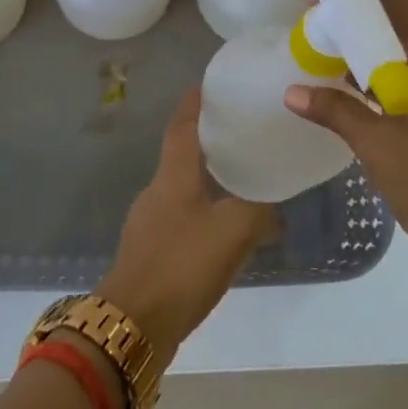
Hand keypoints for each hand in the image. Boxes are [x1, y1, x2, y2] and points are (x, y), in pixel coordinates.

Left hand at [99, 88, 279, 367]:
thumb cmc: (180, 267)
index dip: (196, 101)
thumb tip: (274, 204)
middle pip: (184, 154)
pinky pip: (184, 218)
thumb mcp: (232, 233)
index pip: (183, 125)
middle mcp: (157, 191)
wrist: (133, 325)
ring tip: (246, 180)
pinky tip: (229, 231)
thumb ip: (259, 211)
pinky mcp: (152, 251)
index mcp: (172, 176)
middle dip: (211, 139)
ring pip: (185, 187)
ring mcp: (150, 222)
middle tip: (245, 132)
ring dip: (211, 179)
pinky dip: (207, 213)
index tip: (213, 83)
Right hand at [284, 0, 407, 277]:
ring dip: (376, 54)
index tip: (323, 1)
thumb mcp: (377, 146)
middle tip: (321, 30)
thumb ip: (335, 111)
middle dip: (362, 26)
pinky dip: (392, 79)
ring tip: (332, 57)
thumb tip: (291, 92)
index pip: (401, 7)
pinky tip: (359, 91)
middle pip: (407, 29)